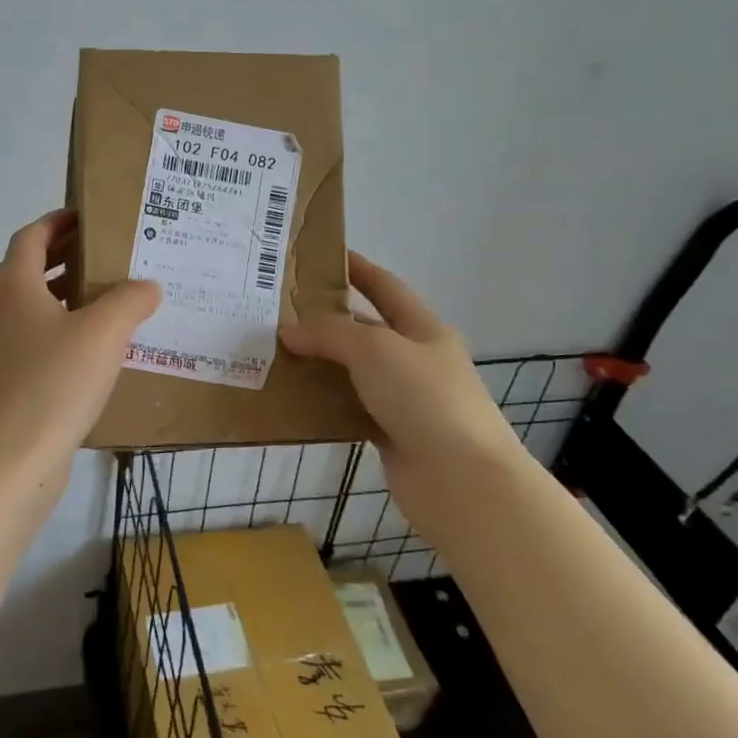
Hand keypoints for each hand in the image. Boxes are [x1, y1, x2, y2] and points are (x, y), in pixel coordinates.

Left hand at [0, 210, 159, 475]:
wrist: (17, 456)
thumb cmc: (57, 381)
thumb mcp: (105, 332)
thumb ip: (130, 300)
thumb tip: (147, 286)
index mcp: (15, 288)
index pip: (30, 237)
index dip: (55, 222)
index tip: (85, 216)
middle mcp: (0, 312)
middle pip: (26, 269)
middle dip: (62, 255)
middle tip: (101, 253)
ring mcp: (0, 349)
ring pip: (30, 307)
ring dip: (62, 294)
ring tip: (104, 297)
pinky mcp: (8, 380)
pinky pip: (35, 339)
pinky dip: (61, 328)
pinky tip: (94, 348)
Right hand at [280, 253, 522, 481]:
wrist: (461, 479)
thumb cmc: (424, 398)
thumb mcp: (375, 349)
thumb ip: (329, 334)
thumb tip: (289, 332)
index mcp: (423, 329)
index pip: (385, 287)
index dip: (357, 269)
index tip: (322, 257)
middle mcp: (415, 359)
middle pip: (366, 330)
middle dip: (327, 321)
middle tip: (280, 313)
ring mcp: (404, 399)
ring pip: (354, 372)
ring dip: (320, 364)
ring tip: (275, 354)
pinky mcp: (391, 433)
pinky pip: (350, 408)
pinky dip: (324, 402)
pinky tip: (293, 398)